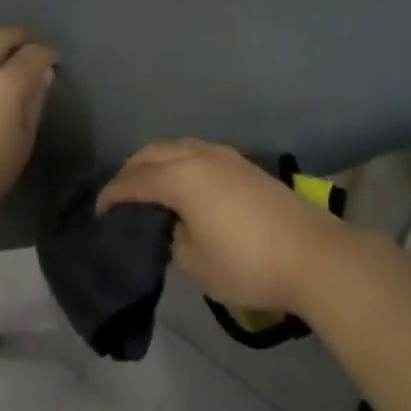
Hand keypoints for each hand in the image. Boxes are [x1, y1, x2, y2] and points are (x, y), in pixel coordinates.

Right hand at [97, 139, 347, 313]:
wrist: (312, 254)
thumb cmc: (247, 262)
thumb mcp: (197, 262)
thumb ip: (173, 238)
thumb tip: (172, 225)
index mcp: (182, 177)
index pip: (135, 180)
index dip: (113, 195)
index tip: (98, 210)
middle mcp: (200, 156)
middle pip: (154, 152)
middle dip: (131, 170)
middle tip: (119, 195)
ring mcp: (226, 156)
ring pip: (179, 147)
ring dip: (158, 162)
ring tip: (148, 187)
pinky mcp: (245, 164)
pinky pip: (199, 153)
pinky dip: (181, 163)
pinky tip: (184, 184)